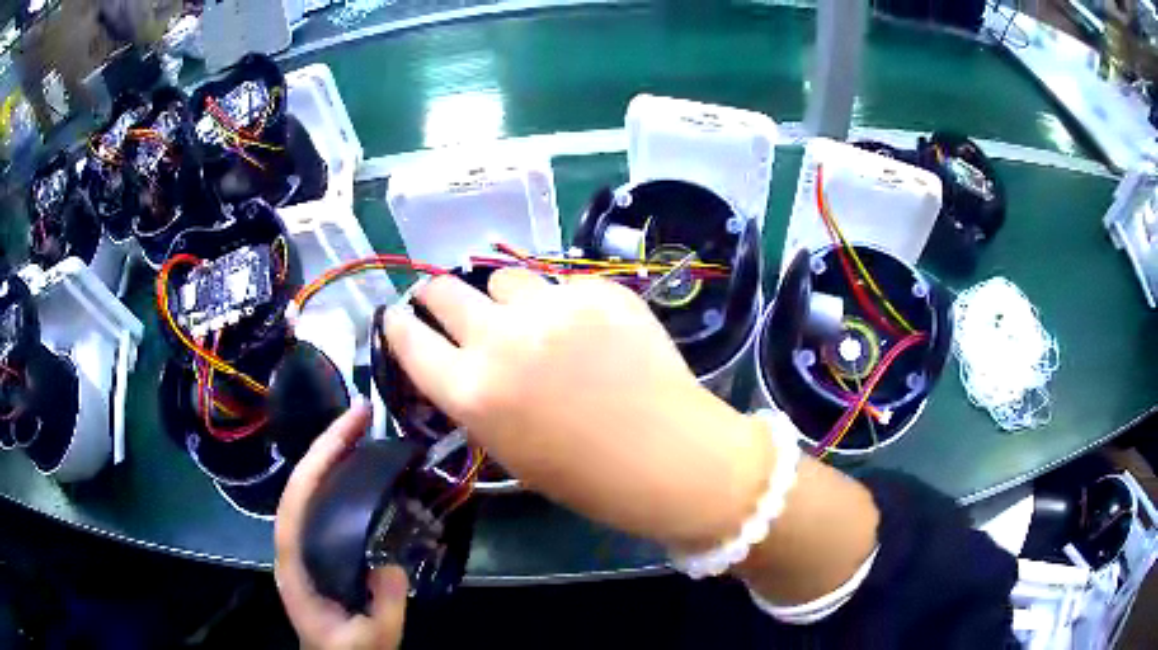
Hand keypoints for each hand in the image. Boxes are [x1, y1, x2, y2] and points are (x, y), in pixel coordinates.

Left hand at [275, 401, 408, 648]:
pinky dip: (340, 481)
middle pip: (302, 484)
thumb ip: (383, 604)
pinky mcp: (320, 548)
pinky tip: (362, 472)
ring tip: (362, 432)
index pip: (298, 499)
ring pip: (311, 491)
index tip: (350, 428)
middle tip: (362, 414)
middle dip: (327, 445)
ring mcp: (306, 545)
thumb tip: (390, 561)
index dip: (319, 460)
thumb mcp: (371, 638)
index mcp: (294, 562)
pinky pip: (326, 506)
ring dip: (333, 457)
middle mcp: (294, 544)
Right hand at [384, 270, 771, 551]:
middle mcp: (500, 340)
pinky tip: (586, 330)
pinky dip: (560, 302)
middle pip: (444, 290)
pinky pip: (559, 283)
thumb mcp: (507, 448)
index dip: (398, 324)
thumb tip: (460, 359)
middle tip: (445, 300)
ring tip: (528, 318)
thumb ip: (474, 396)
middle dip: (436, 294)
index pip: (408, 340)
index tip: (399, 316)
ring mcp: (552, 306)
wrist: (669, 457)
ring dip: (503, 296)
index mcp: (471, 392)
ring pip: (503, 277)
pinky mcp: (596, 290)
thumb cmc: (585, 476)